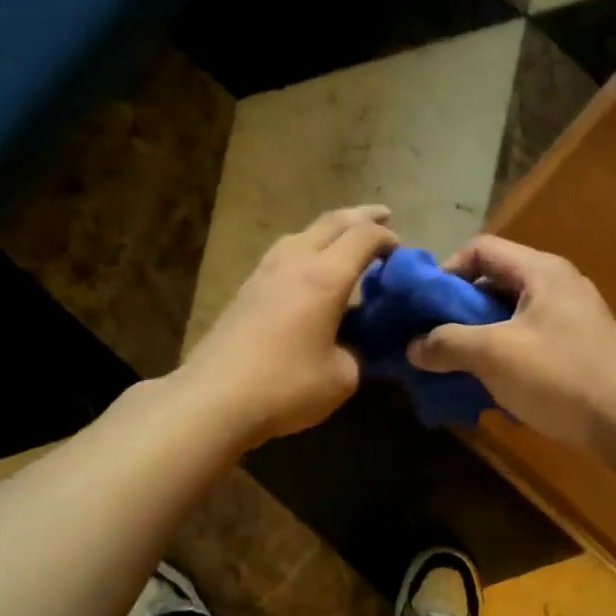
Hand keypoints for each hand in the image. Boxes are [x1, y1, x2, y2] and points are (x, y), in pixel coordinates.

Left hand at [179, 206, 398, 448]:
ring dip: (329, 230)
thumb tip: (353, 345)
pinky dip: (306, 250)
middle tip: (383, 217)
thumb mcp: (341, 377)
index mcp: (325, 277)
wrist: (213, 398)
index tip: (401, 250)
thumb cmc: (285, 386)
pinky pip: (283, 254)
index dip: (386, 238)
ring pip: (301, 234)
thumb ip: (356, 353)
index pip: (363, 238)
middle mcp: (294, 262)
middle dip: (361, 217)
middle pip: (331, 222)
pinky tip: (307, 271)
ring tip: (344, 241)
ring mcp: (264, 273)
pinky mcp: (245, 290)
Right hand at [407, 236, 615, 458]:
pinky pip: (528, 338)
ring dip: (478, 335)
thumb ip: (446, 344)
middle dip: (458, 309)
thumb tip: (412, 346)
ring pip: (509, 314)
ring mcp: (571, 317)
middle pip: (494, 281)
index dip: (446, 270)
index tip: (424, 306)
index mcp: (541, 271)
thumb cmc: (559, 376)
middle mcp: (558, 284)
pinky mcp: (578, 347)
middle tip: (433, 338)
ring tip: (455, 364)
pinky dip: (503, 353)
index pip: (481, 248)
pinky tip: (489, 382)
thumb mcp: (493, 355)